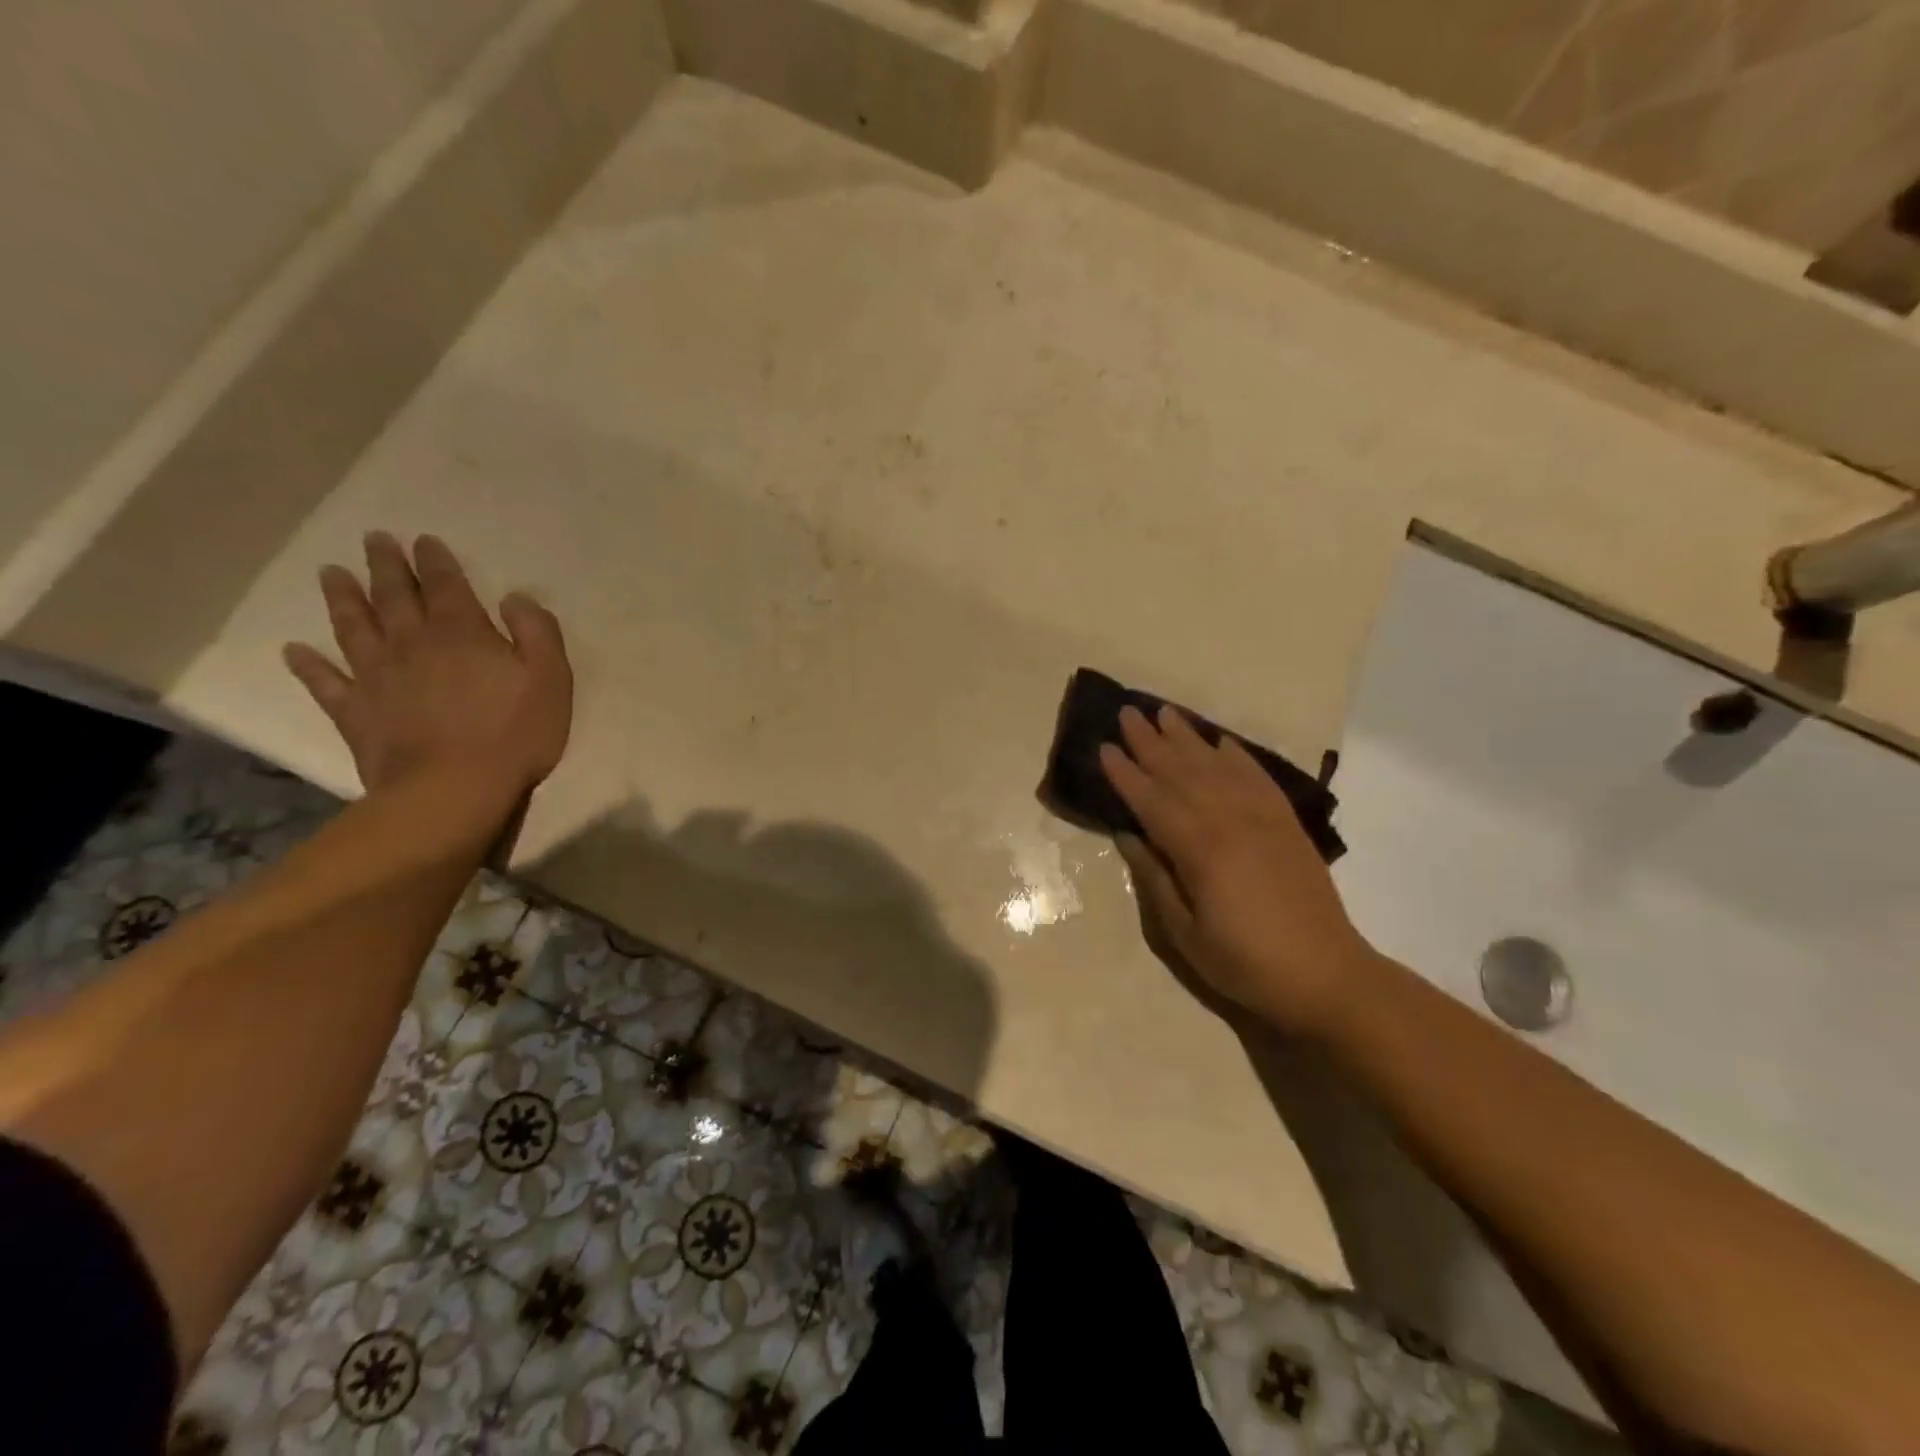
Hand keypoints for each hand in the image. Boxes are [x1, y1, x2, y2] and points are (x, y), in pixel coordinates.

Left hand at [283, 533, 572, 797]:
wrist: (453, 789)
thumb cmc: (515, 733)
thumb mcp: (551, 678)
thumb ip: (537, 632)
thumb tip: (514, 598)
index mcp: (462, 633)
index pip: (446, 585)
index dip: (435, 561)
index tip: (423, 540)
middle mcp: (413, 643)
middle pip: (394, 596)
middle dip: (385, 566)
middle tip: (374, 539)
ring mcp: (377, 677)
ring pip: (354, 627)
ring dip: (342, 598)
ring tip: (331, 573)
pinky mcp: (356, 712)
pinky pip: (326, 682)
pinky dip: (308, 665)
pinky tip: (295, 651)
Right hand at [1100, 705, 1375, 1036]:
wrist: (1326, 975)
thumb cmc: (1246, 963)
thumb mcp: (1185, 934)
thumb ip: (1154, 879)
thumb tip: (1128, 835)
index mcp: (1199, 850)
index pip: (1152, 800)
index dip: (1125, 774)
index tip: (1104, 746)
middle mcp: (1230, 821)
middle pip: (1182, 772)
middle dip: (1150, 742)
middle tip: (1127, 712)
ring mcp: (1263, 817)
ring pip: (1216, 766)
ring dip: (1188, 738)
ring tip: (1164, 713)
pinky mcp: (1286, 822)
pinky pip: (1257, 776)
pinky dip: (1236, 755)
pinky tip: (1221, 742)